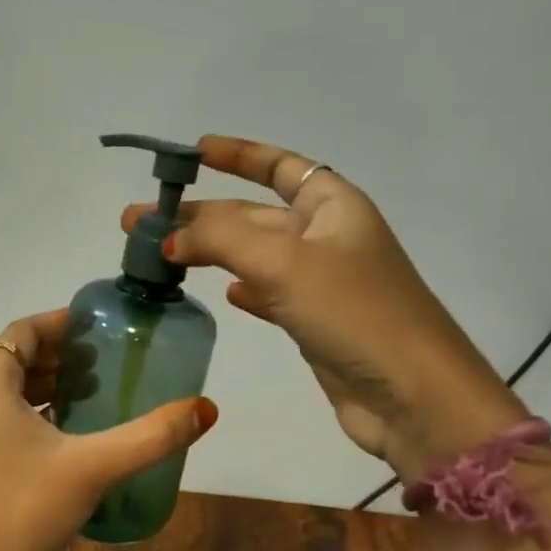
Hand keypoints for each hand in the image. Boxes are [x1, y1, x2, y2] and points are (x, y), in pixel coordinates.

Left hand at [0, 309, 217, 550]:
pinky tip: (51, 436)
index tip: (94, 328)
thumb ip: (151, 437)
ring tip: (80, 394)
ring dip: (33, 383)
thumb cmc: (23, 511)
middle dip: (50, 354)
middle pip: (6, 356)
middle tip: (95, 362)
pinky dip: (16, 410)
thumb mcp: (93, 468)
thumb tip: (205, 409)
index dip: (59, 324)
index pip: (22, 331)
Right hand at [123, 135, 522, 480]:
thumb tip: (167, 237)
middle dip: (198, 215)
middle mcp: (326, 237)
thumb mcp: (283, 262)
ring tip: (158, 257)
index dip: (238, 155)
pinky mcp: (314, 322)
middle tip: (137, 223)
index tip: (194, 152)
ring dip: (208, 252)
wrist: (412, 397)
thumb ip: (219, 239)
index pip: (280, 166)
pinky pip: (266, 293)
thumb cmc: (354, 312)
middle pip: (252, 214)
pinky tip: (218, 293)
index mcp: (333, 205)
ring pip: (252, 255)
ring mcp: (320, 282)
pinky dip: (241, 289)